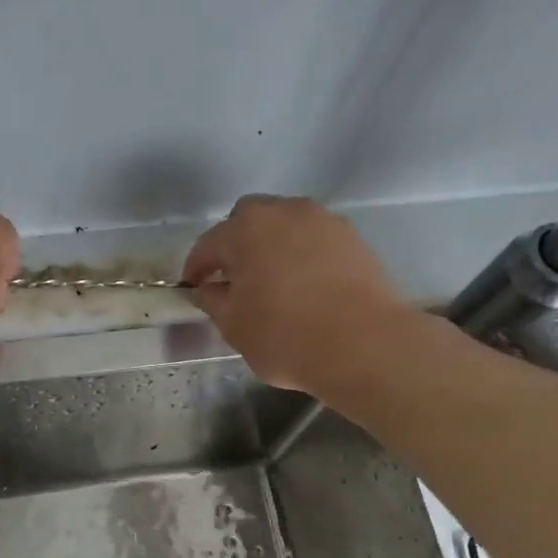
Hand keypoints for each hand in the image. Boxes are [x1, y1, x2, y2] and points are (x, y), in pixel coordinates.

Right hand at [183, 195, 420, 393]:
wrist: (365, 345)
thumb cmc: (285, 336)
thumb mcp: (234, 326)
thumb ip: (213, 301)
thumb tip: (207, 290)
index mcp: (245, 230)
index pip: (208, 244)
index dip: (196, 267)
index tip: (192, 287)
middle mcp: (284, 212)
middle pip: (248, 219)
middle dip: (235, 243)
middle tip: (232, 277)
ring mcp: (323, 221)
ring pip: (285, 224)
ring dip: (271, 245)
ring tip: (271, 279)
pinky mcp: (353, 238)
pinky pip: (314, 238)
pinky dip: (302, 253)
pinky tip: (303, 284)